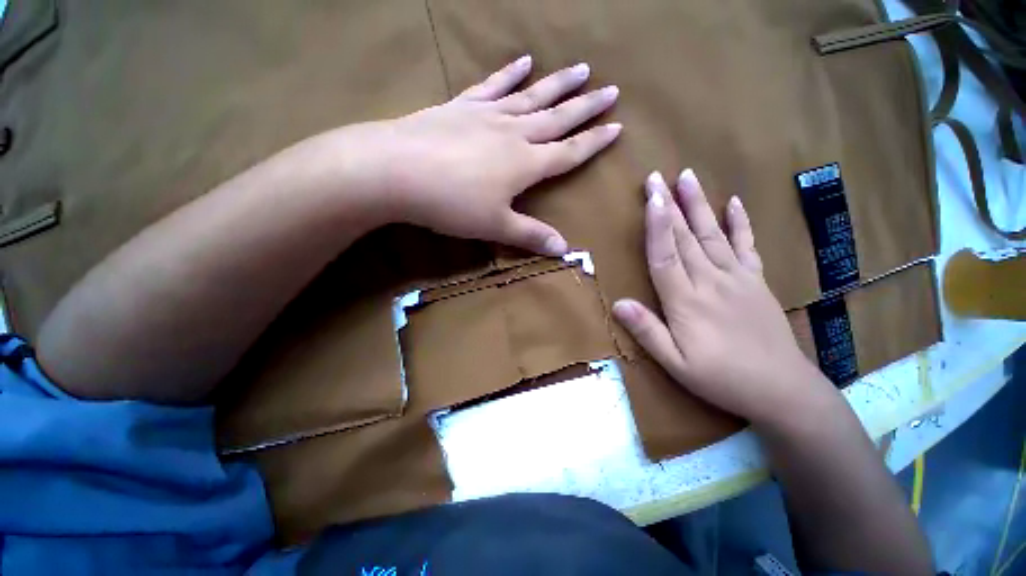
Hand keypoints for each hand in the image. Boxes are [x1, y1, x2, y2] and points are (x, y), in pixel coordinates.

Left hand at [363, 56, 620, 255]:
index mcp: (525, 164)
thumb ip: (531, 235)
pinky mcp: (462, 106)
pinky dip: (509, 74)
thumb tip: (564, 249)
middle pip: (557, 118)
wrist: (397, 171)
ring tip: (580, 69)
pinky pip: (492, 86)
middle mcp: (513, 134)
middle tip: (611, 90)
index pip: (569, 152)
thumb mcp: (495, 226)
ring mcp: (487, 115)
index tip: (617, 127)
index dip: (594, 143)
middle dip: (586, 106)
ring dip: (557, 83)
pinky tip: (524, 61)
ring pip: (531, 96)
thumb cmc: (451, 204)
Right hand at [612, 170, 838, 426]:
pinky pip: (747, 247)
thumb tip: (618, 304)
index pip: (665, 255)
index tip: (651, 198)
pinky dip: (740, 223)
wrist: (782, 390)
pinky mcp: (756, 282)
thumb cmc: (721, 378)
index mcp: (686, 301)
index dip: (657, 225)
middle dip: (670, 205)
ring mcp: (738, 278)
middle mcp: (711, 281)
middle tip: (657, 177)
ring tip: (688, 178)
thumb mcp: (675, 363)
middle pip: (686, 238)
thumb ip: (647, 331)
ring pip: (713, 234)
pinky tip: (735, 203)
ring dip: (699, 205)